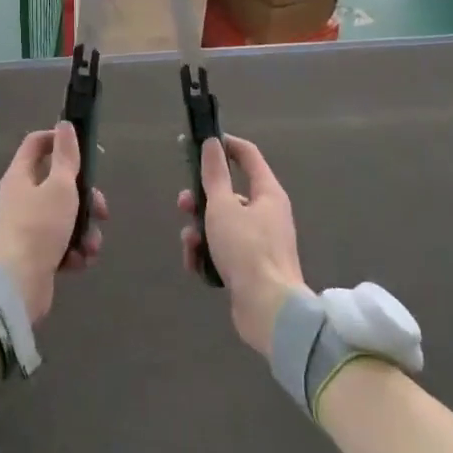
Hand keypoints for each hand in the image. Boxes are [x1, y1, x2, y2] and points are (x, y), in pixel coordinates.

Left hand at [0, 122, 106, 325]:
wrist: (19, 285)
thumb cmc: (40, 228)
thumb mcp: (60, 187)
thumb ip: (66, 156)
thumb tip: (64, 125)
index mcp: (20, 176)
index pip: (37, 143)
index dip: (60, 139)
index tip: (86, 150)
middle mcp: (20, 197)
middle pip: (59, 184)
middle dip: (86, 199)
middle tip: (101, 211)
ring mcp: (27, 225)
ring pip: (65, 216)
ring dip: (84, 230)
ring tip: (90, 247)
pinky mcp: (35, 251)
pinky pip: (61, 242)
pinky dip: (73, 250)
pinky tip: (78, 262)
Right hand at [179, 135, 307, 356]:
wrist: (269, 309)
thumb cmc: (246, 250)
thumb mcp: (222, 207)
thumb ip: (214, 175)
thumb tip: (212, 143)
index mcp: (268, 194)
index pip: (248, 156)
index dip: (225, 145)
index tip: (200, 143)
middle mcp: (267, 213)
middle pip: (229, 194)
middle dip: (201, 199)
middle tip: (183, 204)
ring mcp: (260, 242)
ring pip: (222, 224)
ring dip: (200, 230)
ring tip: (190, 243)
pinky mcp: (251, 266)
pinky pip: (224, 250)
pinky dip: (207, 254)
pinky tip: (196, 264)